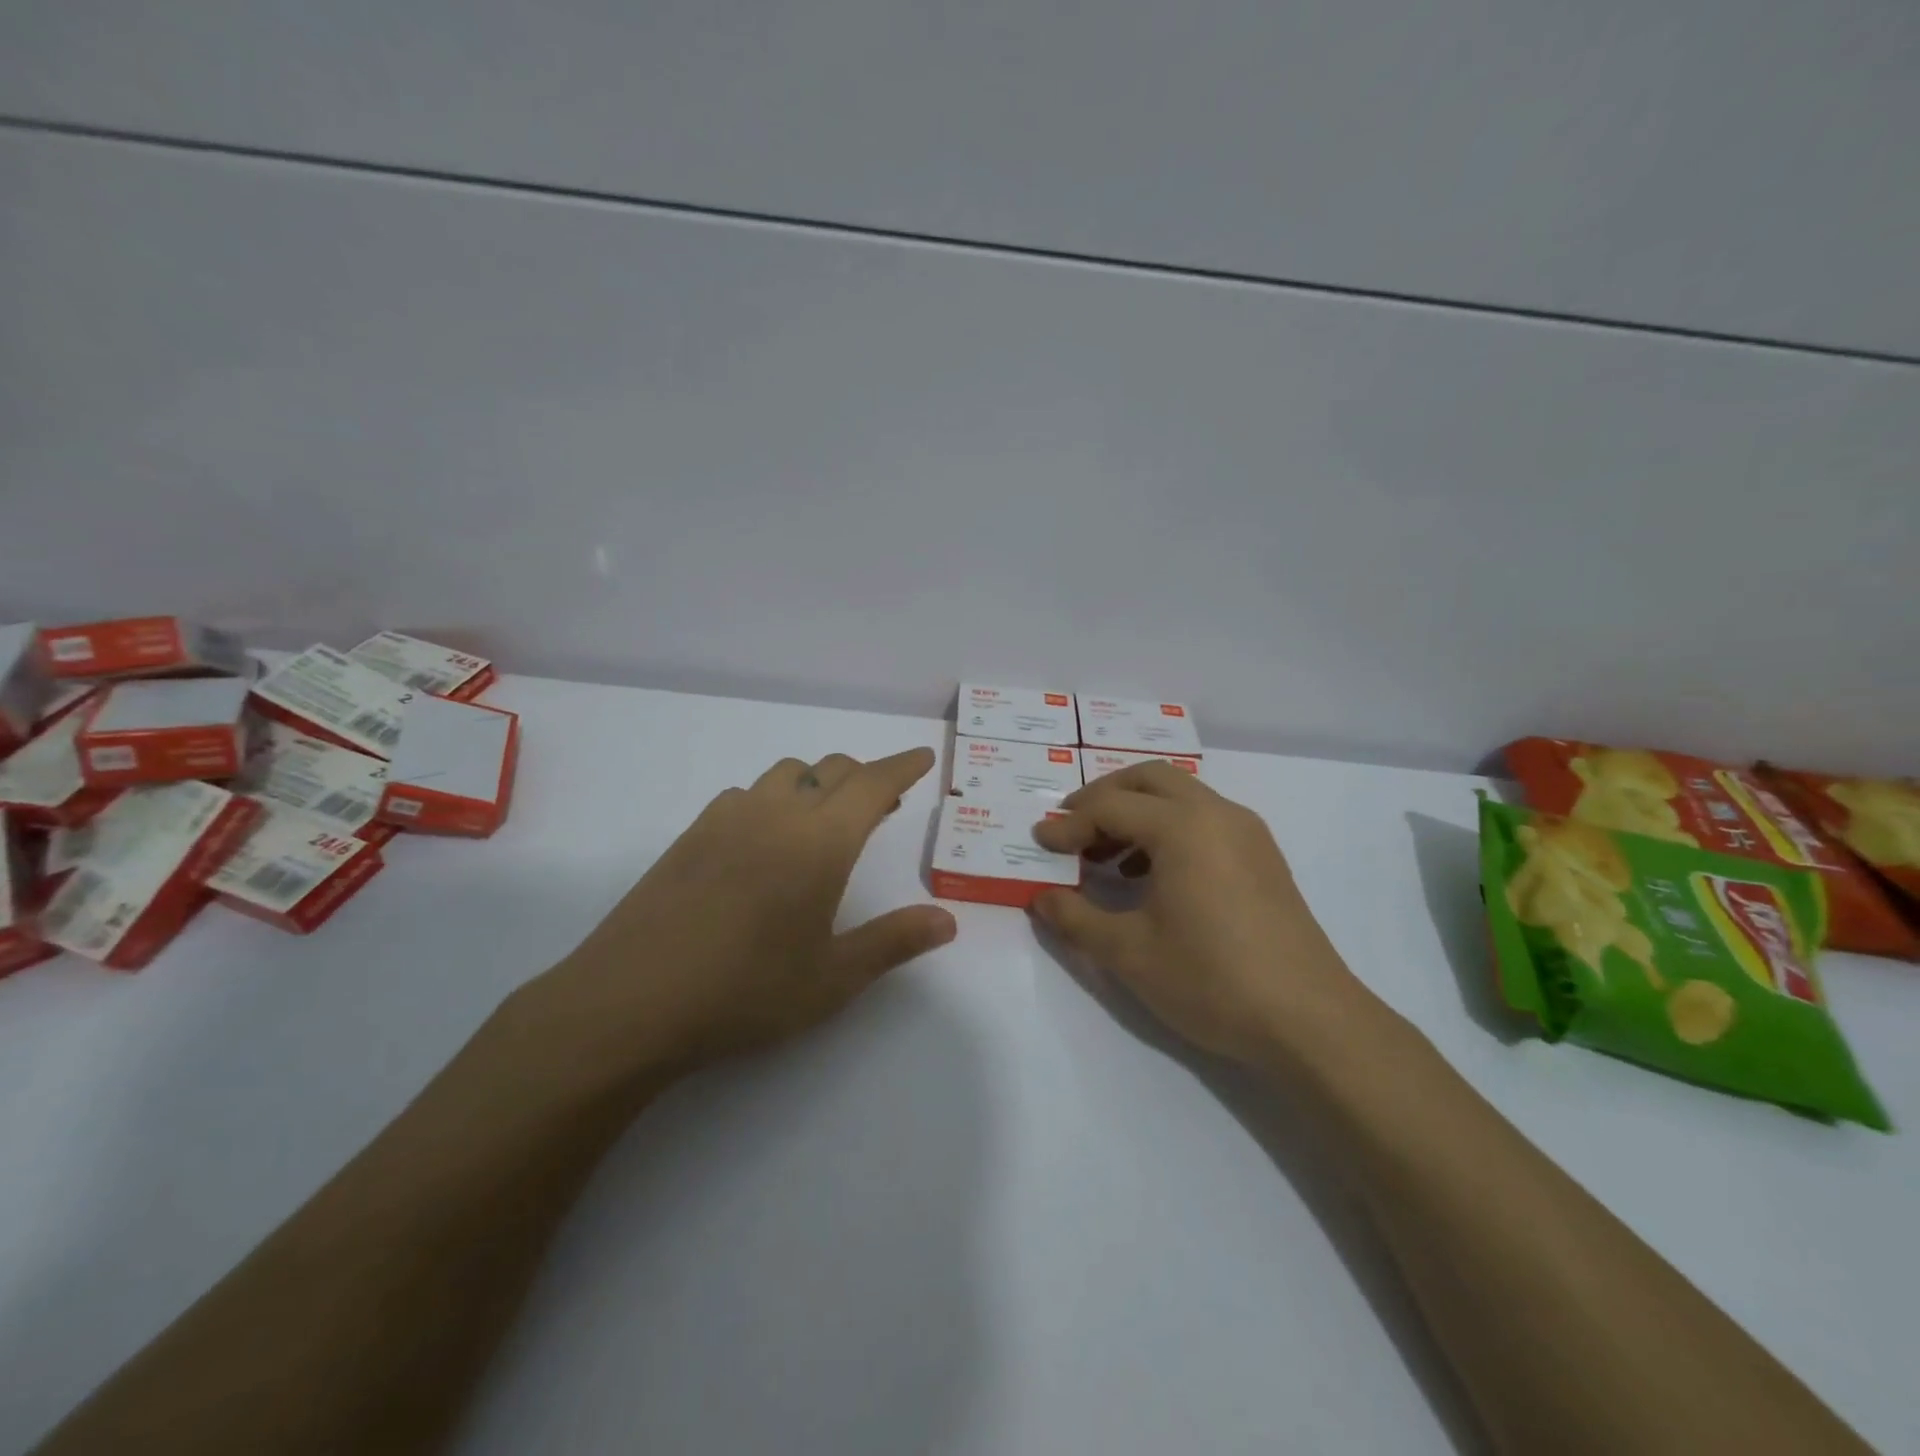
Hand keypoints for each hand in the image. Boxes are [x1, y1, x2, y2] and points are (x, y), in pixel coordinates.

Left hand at [522, 747, 955, 1085]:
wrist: (630, 1002)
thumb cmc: (746, 991)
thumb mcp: (833, 978)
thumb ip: (894, 941)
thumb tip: (947, 920)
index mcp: (820, 841)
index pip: (872, 782)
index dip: (902, 765)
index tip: (921, 758)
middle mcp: (777, 814)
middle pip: (831, 769)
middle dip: (864, 776)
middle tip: (882, 805)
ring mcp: (727, 819)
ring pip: (785, 774)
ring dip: (816, 784)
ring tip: (822, 823)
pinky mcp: (690, 834)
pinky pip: (745, 795)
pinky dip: (771, 800)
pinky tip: (763, 842)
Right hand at [1031, 762, 1378, 1067]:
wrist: (1310, 1021)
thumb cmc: (1211, 979)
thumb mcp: (1129, 953)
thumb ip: (1076, 919)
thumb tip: (1041, 899)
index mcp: (1183, 826)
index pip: (1110, 808)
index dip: (1068, 824)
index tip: (1039, 843)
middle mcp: (1217, 813)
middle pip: (1148, 779)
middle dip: (1103, 797)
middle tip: (1071, 828)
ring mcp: (1246, 832)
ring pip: (1180, 796)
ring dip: (1136, 812)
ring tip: (1103, 856)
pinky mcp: (1262, 857)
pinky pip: (1204, 820)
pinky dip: (1167, 829)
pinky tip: (1148, 876)